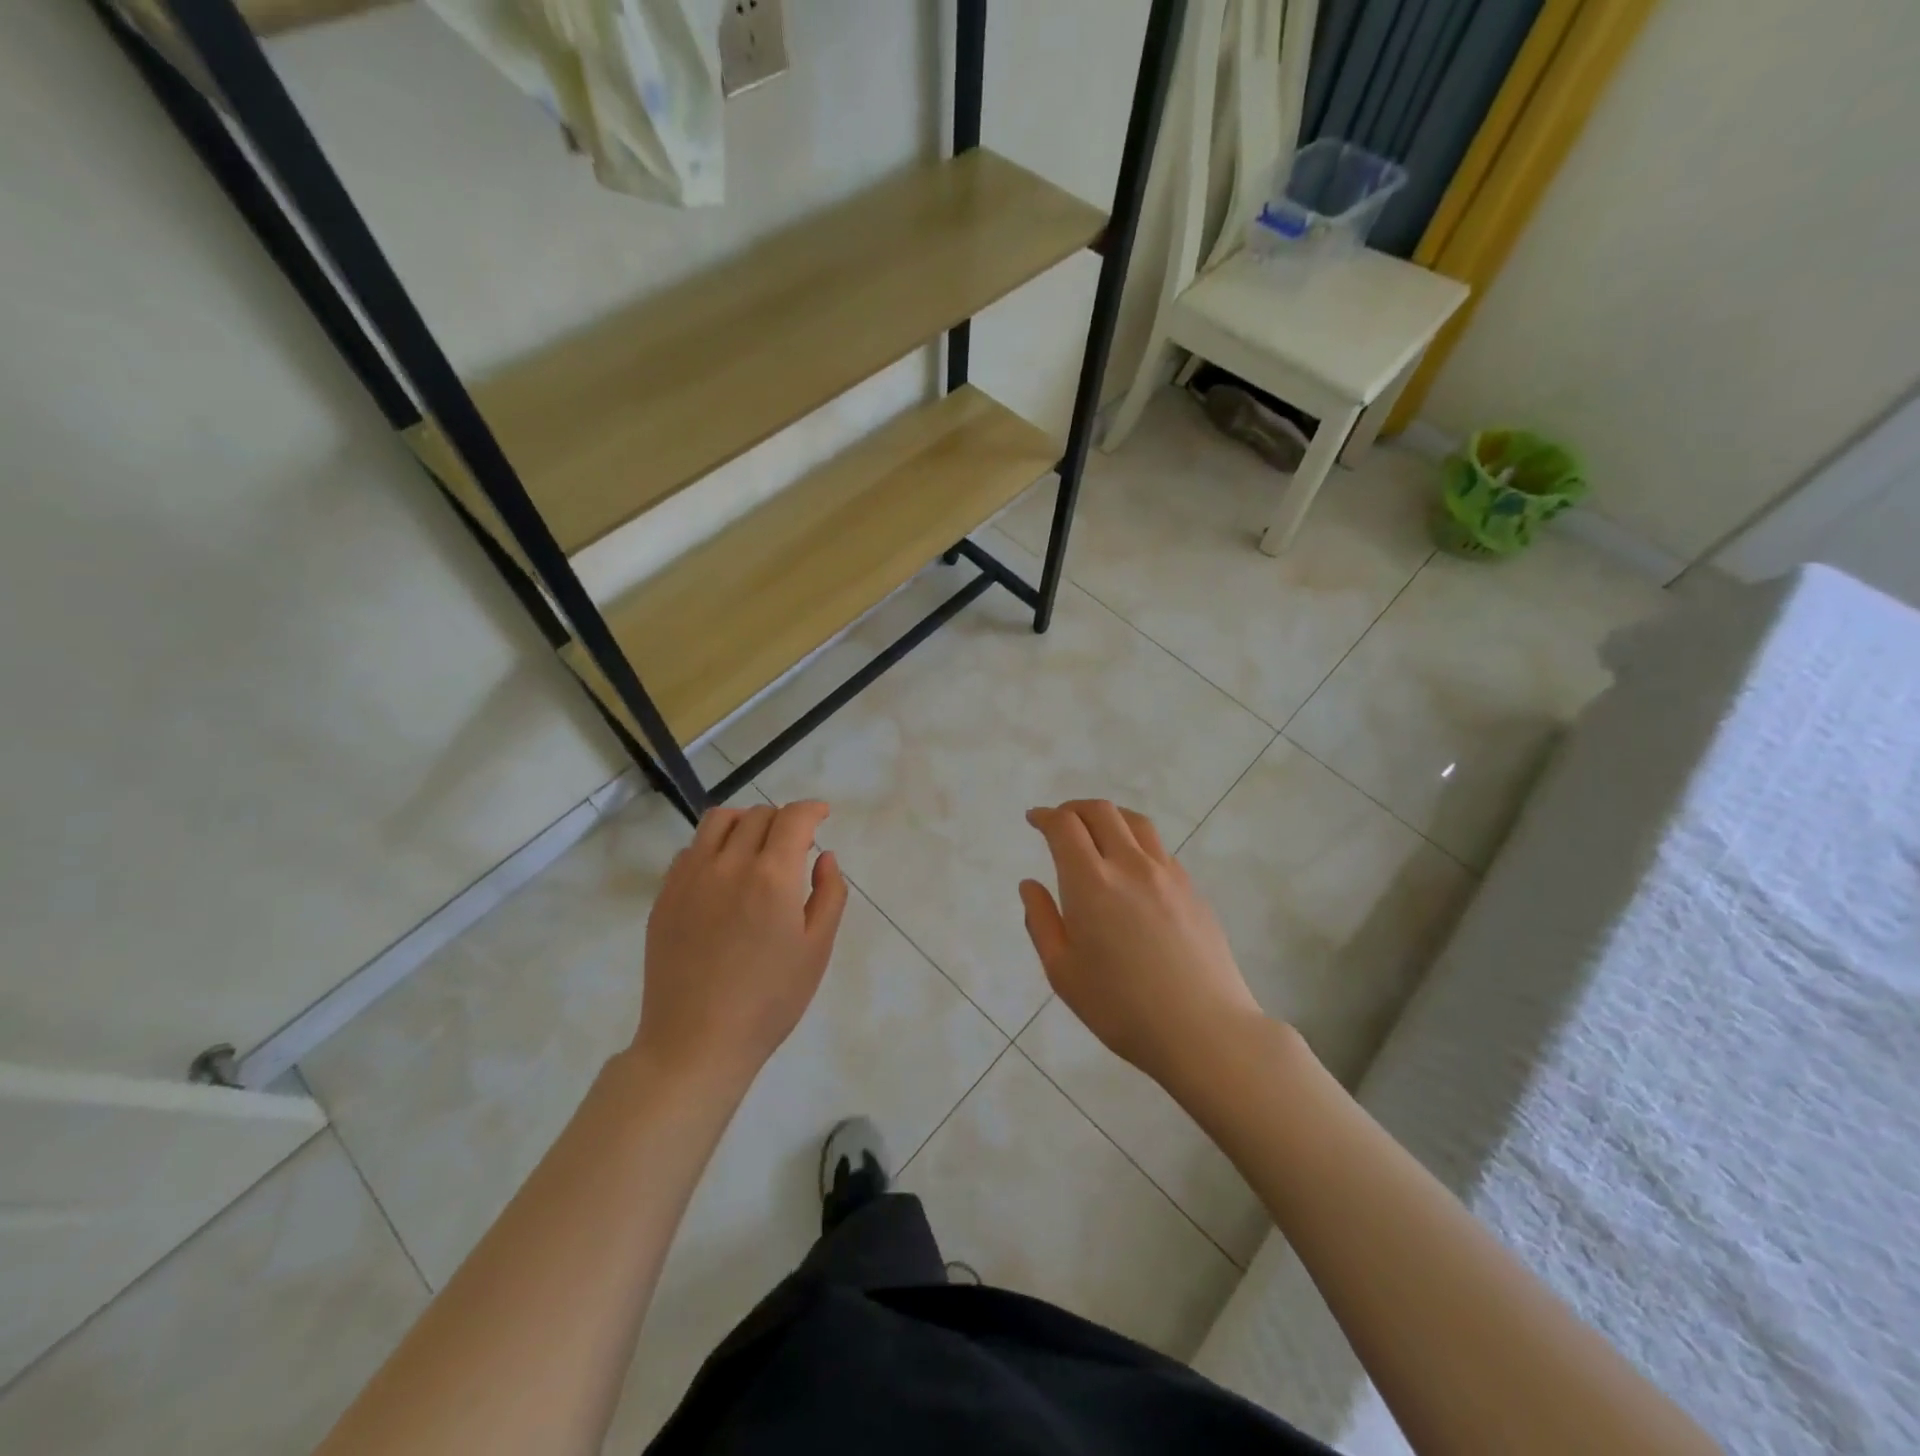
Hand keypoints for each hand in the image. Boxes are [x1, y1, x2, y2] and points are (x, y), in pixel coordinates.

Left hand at [635, 801, 847, 1093]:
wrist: (697, 1042)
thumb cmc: (770, 1000)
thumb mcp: (817, 949)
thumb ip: (829, 894)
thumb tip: (825, 856)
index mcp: (773, 876)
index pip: (794, 818)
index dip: (812, 810)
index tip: (822, 816)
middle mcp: (729, 864)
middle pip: (758, 815)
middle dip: (783, 820)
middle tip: (795, 844)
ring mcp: (690, 877)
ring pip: (718, 821)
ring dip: (745, 822)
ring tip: (756, 845)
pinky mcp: (665, 896)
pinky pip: (690, 850)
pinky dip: (713, 846)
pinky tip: (723, 874)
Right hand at [1021, 800, 1261, 1091]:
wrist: (1203, 1030)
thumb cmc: (1121, 1008)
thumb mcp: (1063, 972)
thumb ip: (1042, 921)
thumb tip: (1030, 885)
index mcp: (1091, 882)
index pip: (1065, 826)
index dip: (1046, 816)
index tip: (1035, 819)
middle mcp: (1130, 865)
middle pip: (1101, 812)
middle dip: (1074, 809)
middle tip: (1060, 821)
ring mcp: (1167, 874)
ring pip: (1135, 822)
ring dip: (1108, 817)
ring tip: (1096, 832)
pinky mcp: (1192, 889)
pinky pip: (1159, 849)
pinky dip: (1135, 841)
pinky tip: (1132, 867)